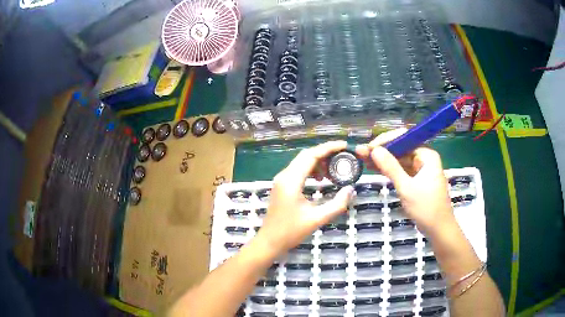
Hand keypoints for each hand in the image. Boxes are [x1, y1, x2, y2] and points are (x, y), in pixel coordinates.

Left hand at [257, 141, 354, 254]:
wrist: (269, 242)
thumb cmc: (291, 232)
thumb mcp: (317, 219)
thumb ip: (337, 204)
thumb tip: (350, 189)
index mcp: (291, 181)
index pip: (311, 155)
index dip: (329, 148)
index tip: (344, 145)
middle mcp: (284, 176)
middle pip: (306, 155)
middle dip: (325, 153)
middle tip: (343, 157)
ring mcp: (281, 180)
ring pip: (301, 162)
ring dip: (318, 162)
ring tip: (334, 170)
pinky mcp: (282, 186)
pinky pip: (298, 171)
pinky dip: (311, 170)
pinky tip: (321, 179)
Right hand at [358, 129, 454, 235]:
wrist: (438, 230)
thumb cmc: (426, 208)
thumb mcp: (406, 188)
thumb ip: (391, 168)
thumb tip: (374, 150)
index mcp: (426, 155)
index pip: (404, 139)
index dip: (385, 142)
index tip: (368, 148)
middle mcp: (424, 158)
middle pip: (400, 149)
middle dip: (381, 151)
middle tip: (361, 153)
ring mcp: (420, 169)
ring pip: (399, 160)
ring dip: (382, 160)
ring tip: (362, 159)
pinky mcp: (416, 180)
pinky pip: (401, 170)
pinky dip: (389, 170)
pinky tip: (374, 167)